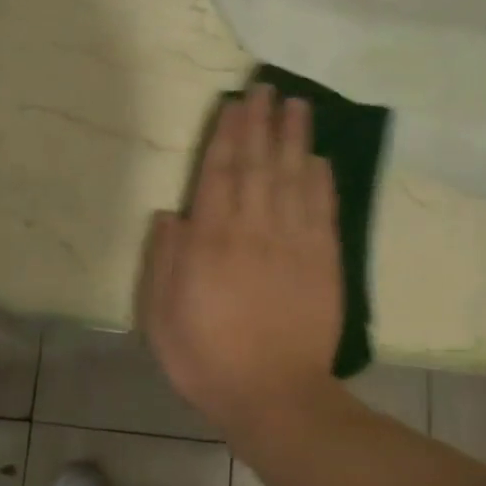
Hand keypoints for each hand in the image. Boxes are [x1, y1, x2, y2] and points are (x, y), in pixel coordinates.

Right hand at [140, 84, 345, 442]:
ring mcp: (294, 243)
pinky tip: (320, 158)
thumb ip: (166, 260)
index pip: (219, 173)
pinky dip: (322, 180)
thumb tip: (172, 213)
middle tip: (267, 89)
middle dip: (261, 123)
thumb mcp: (162, 316)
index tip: (234, 103)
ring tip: (297, 105)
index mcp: (211, 241)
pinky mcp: (324, 261)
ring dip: (294, 138)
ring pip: (294, 177)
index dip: (227, 135)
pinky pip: (323, 210)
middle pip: (258, 164)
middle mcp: (253, 229)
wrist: (274, 396)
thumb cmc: (207, 357)